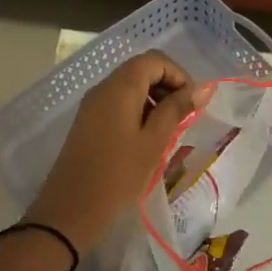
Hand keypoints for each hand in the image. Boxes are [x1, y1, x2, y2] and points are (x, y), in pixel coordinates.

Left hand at [25, 51, 203, 254]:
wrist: (71, 210)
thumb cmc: (118, 175)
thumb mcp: (153, 142)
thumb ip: (176, 110)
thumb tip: (200, 88)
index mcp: (119, 87)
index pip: (154, 60)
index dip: (179, 75)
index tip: (192, 104)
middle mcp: (103, 88)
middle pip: (141, 70)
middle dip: (168, 88)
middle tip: (183, 119)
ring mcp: (92, 106)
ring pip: (130, 89)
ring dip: (154, 102)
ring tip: (168, 133)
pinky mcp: (88, 123)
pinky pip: (118, 105)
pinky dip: (138, 113)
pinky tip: (147, 141)